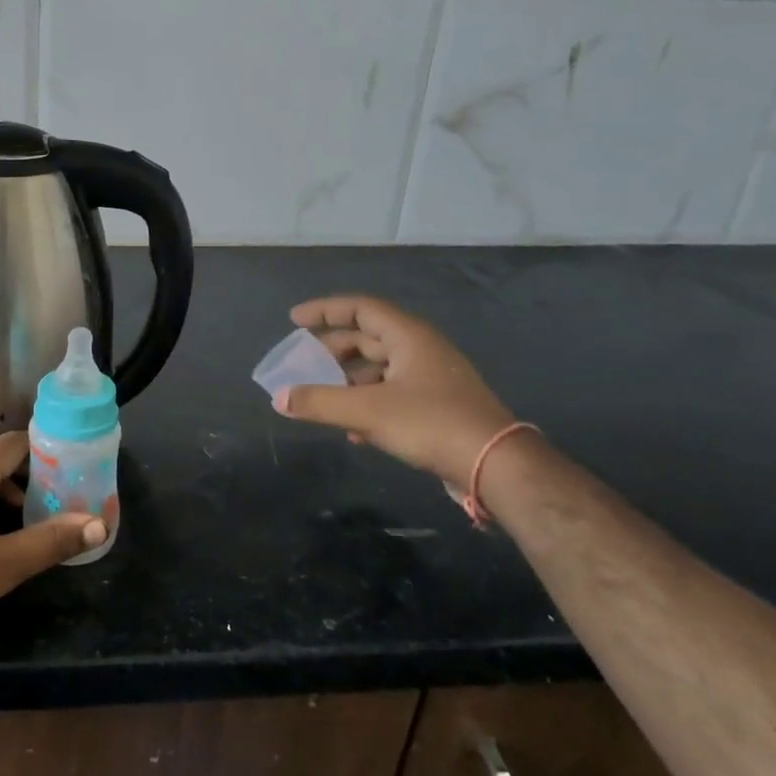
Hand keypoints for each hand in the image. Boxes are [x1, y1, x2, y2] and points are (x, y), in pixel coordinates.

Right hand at [275, 294, 515, 490]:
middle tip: (303, 363)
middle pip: (367, 339)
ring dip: (348, 382)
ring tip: (322, 399)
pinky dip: (366, 404)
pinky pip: (391, 395)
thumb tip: (279, 398)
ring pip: (379, 370)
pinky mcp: (436, 408)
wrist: (495, 466)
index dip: (325, 310)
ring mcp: (431, 380)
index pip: (361, 309)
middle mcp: (421, 350)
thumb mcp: (367, 411)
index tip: (294, 320)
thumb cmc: (430, 423)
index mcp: (408, 337)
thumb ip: (319, 402)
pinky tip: (352, 431)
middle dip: (332, 351)